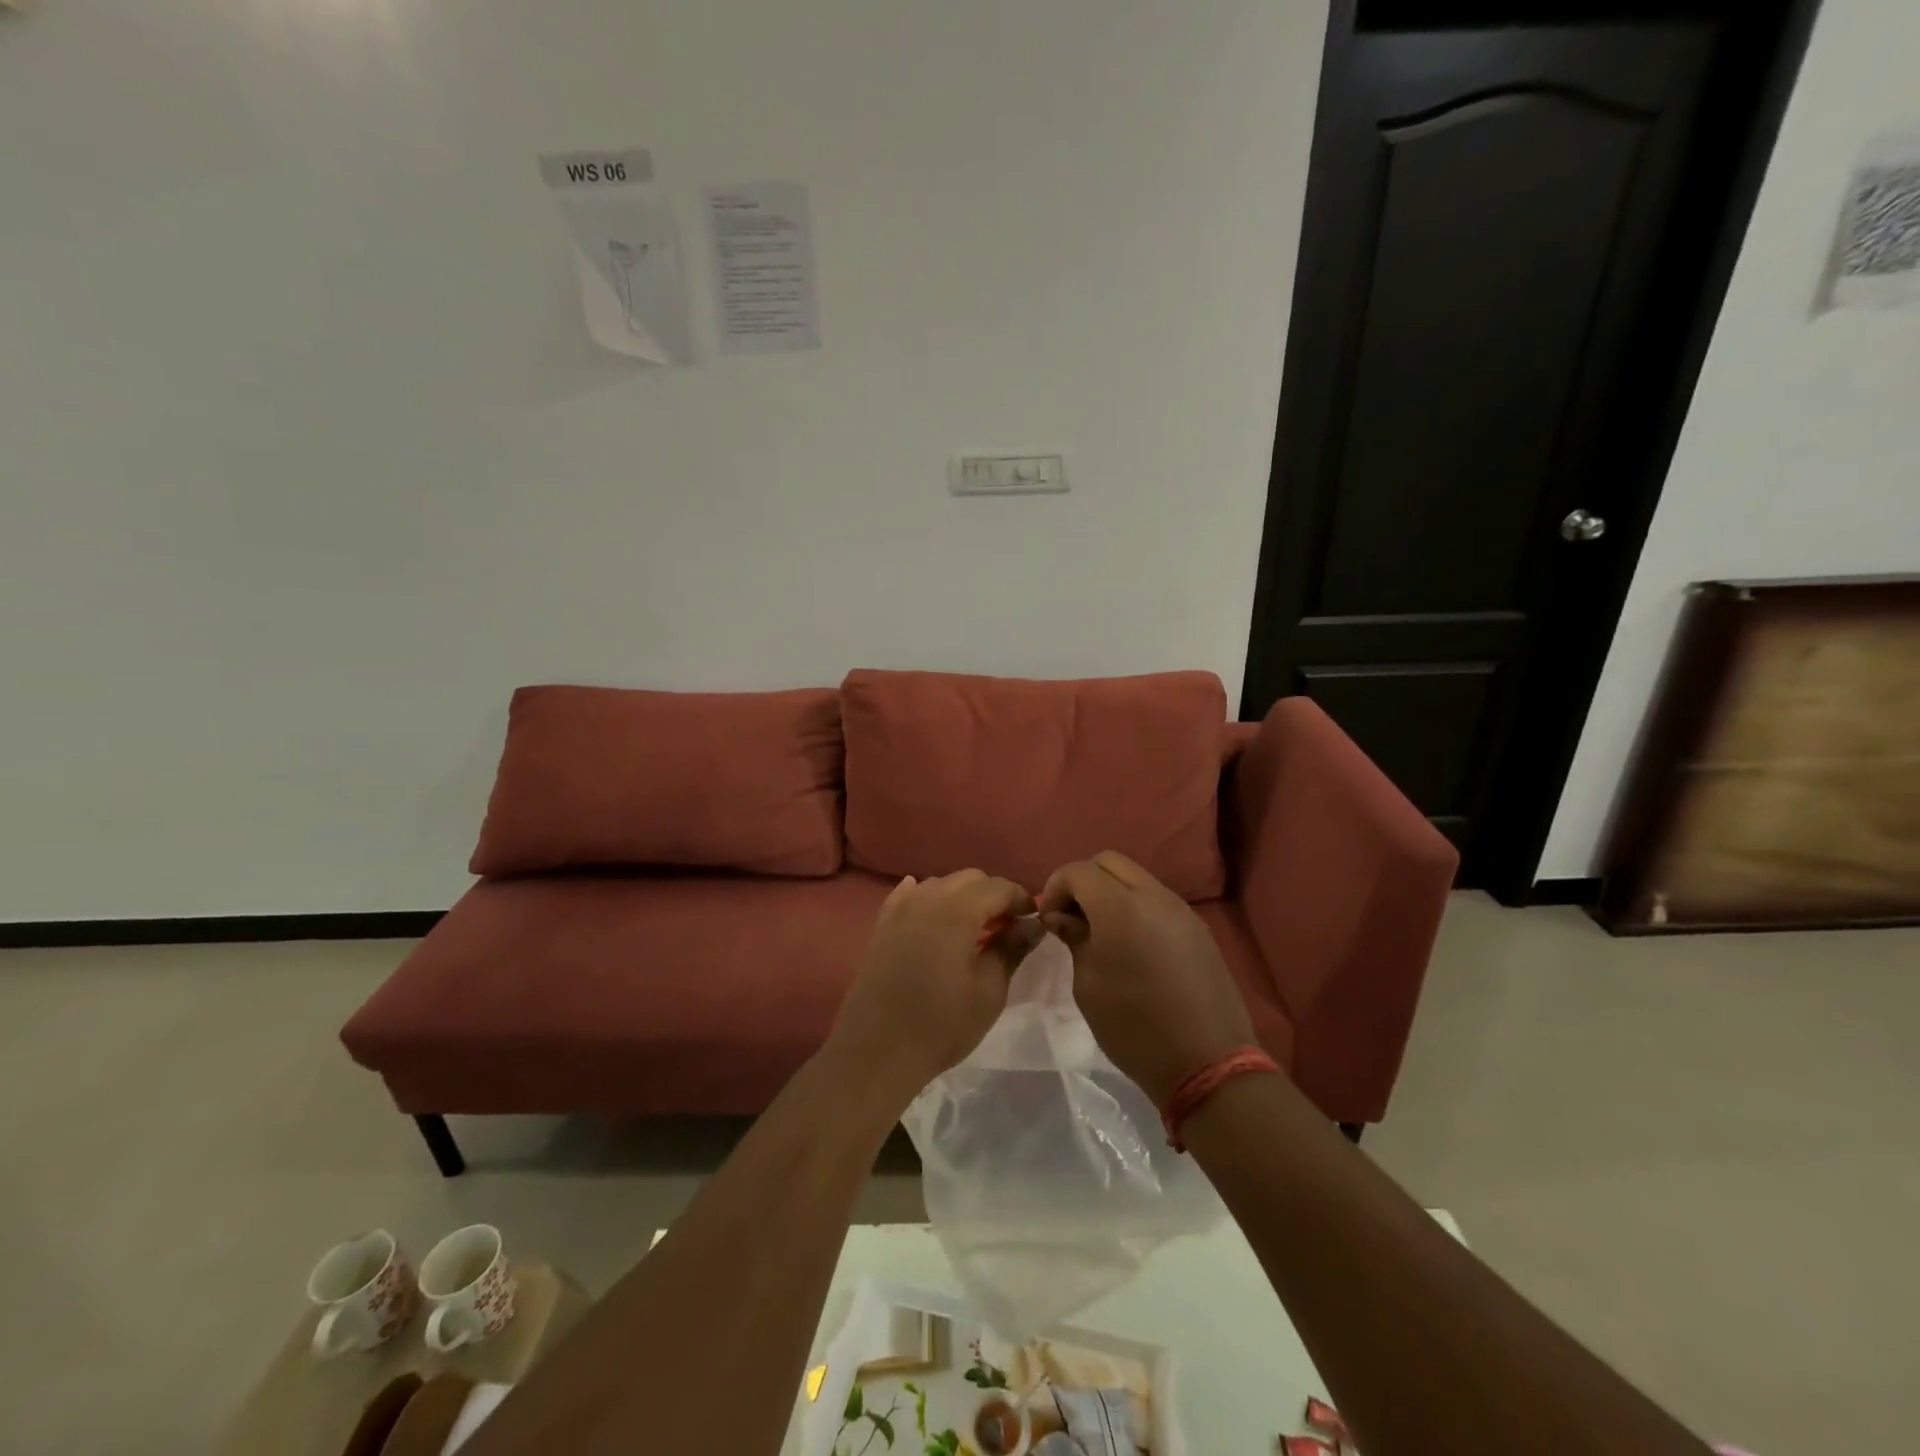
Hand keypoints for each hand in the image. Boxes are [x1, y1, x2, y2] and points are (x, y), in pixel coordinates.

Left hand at [824, 870, 1037, 1110]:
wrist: (878, 1051)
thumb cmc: (942, 1024)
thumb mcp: (989, 990)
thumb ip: (1012, 948)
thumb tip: (1034, 923)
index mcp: (957, 911)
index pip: (999, 887)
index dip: (1021, 899)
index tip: (1033, 921)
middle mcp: (927, 899)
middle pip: (969, 879)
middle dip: (993, 895)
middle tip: (1007, 928)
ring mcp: (900, 910)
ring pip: (940, 884)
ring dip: (962, 897)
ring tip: (974, 929)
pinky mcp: (882, 926)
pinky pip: (909, 896)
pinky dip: (928, 898)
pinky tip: (933, 912)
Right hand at [1038, 851, 1256, 1105]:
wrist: (1207, 1064)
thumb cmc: (1134, 1028)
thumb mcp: (1088, 985)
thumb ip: (1075, 938)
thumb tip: (1063, 917)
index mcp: (1120, 908)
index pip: (1078, 871)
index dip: (1056, 887)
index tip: (1050, 918)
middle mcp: (1154, 896)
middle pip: (1109, 862)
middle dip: (1084, 881)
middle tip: (1073, 917)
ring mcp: (1181, 910)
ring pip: (1136, 878)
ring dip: (1112, 892)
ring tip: (1101, 931)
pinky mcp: (1198, 928)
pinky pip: (1158, 900)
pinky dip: (1136, 907)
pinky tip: (1132, 945)